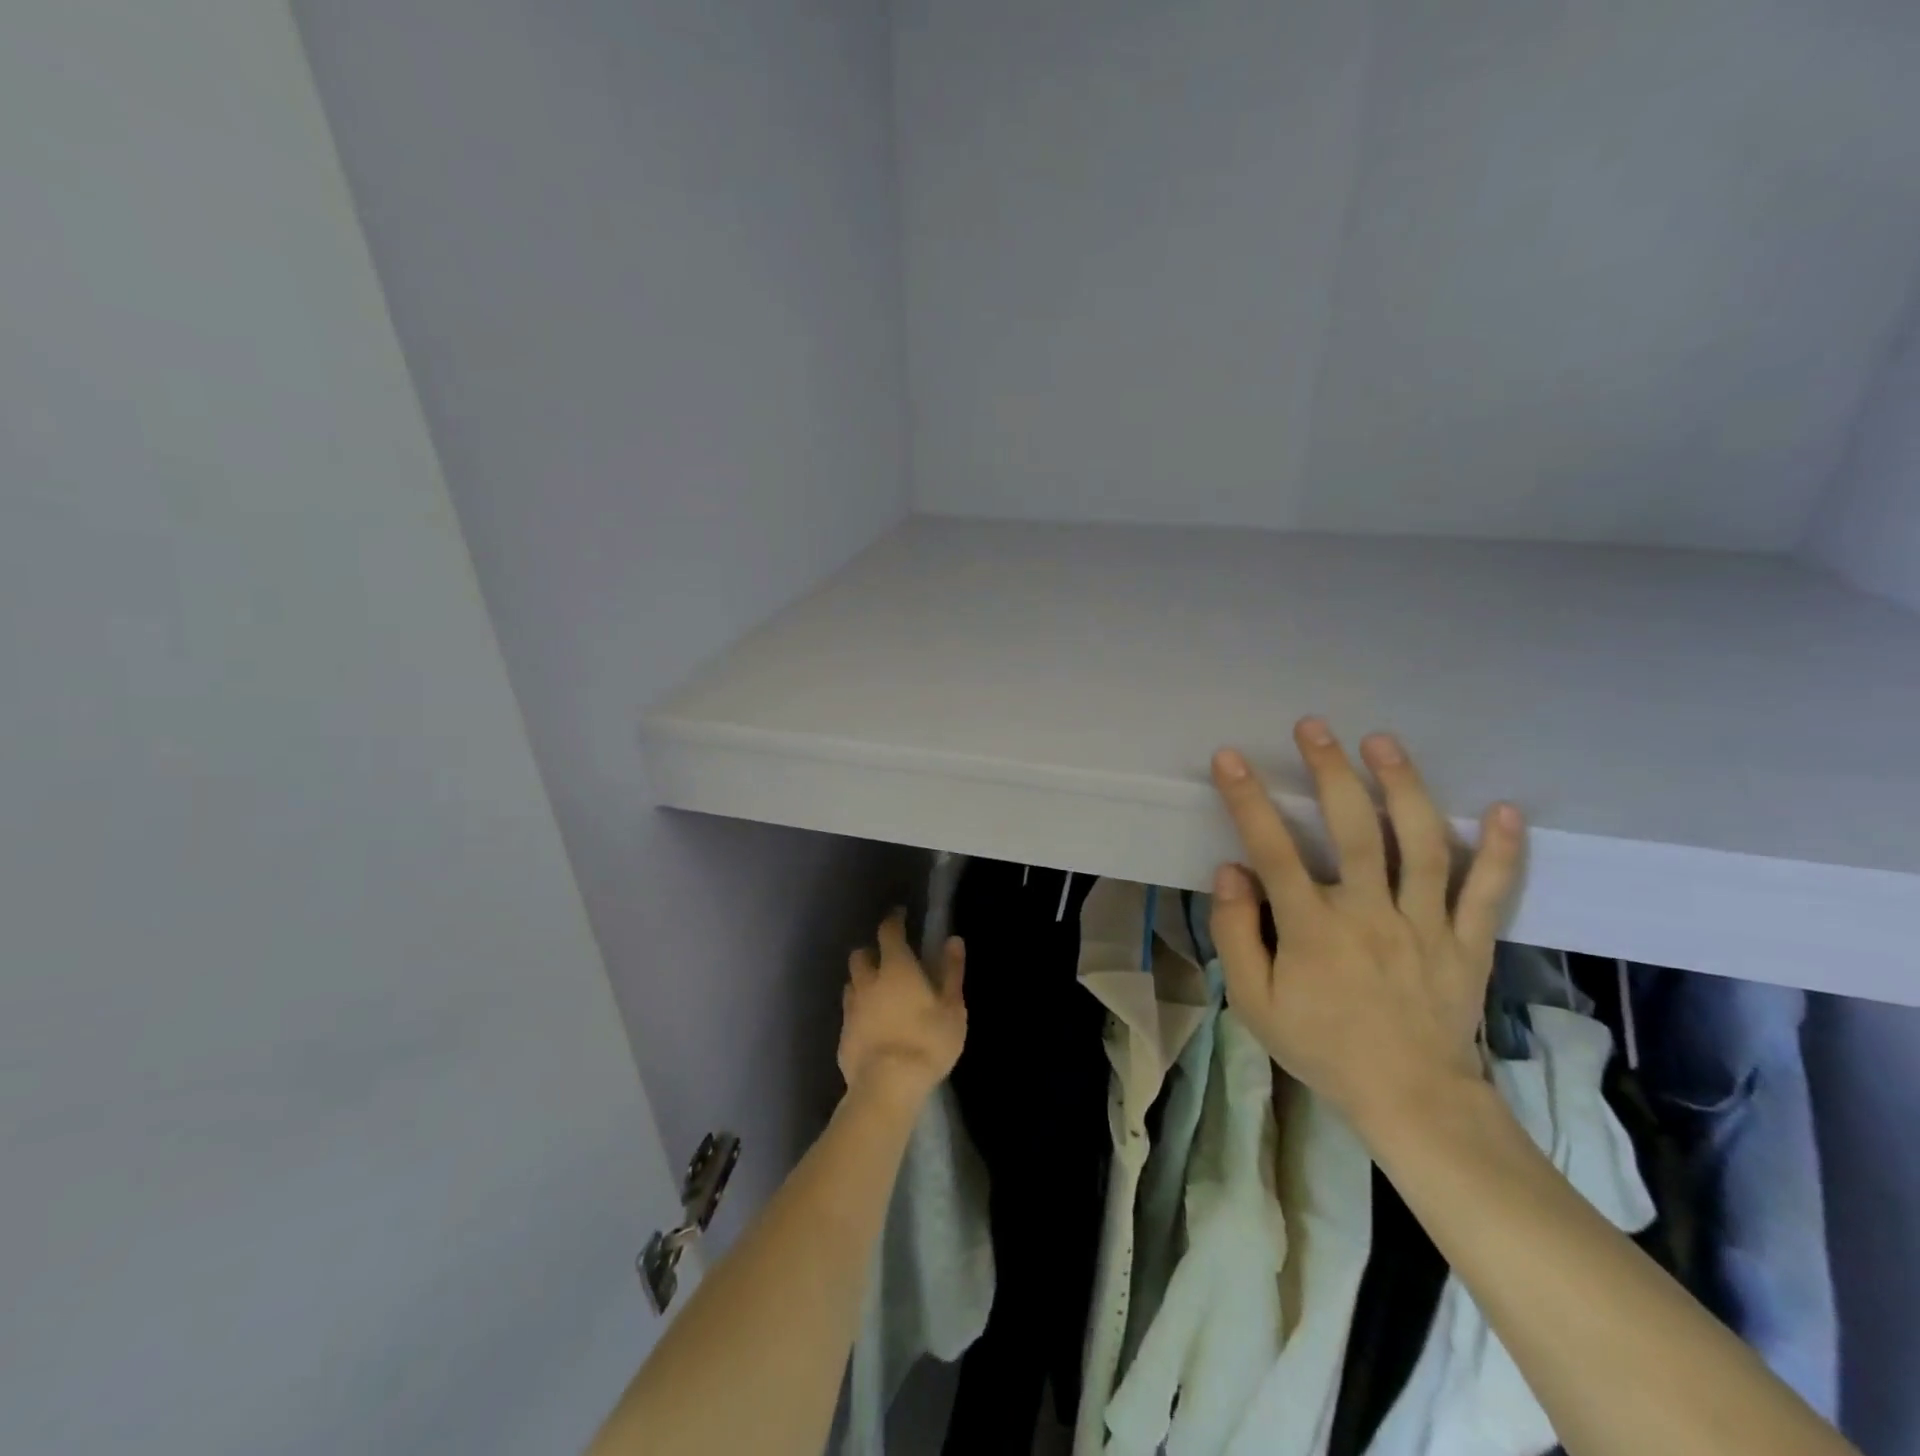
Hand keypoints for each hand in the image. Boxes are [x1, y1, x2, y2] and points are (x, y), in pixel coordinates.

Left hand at [838, 910, 966, 1109]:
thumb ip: (951, 972)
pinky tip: (871, 1025)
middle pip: (861, 954)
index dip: (894, 920)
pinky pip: (850, 1013)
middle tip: (887, 959)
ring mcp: (852, 1009)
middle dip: (872, 952)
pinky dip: (859, 1011)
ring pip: (852, 983)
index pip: (889, 932)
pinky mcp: (843, 1035)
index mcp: (896, 968)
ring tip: (878, 992)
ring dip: (863, 981)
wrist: (886, 1087)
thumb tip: (952, 940)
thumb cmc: (927, 1042)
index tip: (900, 916)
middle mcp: (868, 981)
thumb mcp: (952, 1008)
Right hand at [1208, 719, 1523, 1130]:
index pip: (1273, 851)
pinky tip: (1507, 811)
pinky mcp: (1468, 942)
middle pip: (1353, 830)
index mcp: (1313, 929)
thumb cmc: (1322, 1047)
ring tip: (1384, 743)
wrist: (1411, 1100)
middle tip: (1315, 727)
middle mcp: (1371, 914)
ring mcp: (1426, 925)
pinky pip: (1489, 892)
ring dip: (1402, 788)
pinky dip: (1501, 852)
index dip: (1248, 800)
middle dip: (1331, 771)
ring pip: (1420, 845)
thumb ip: (1237, 933)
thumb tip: (1232, 871)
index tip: (1230, 758)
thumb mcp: (1255, 1003)